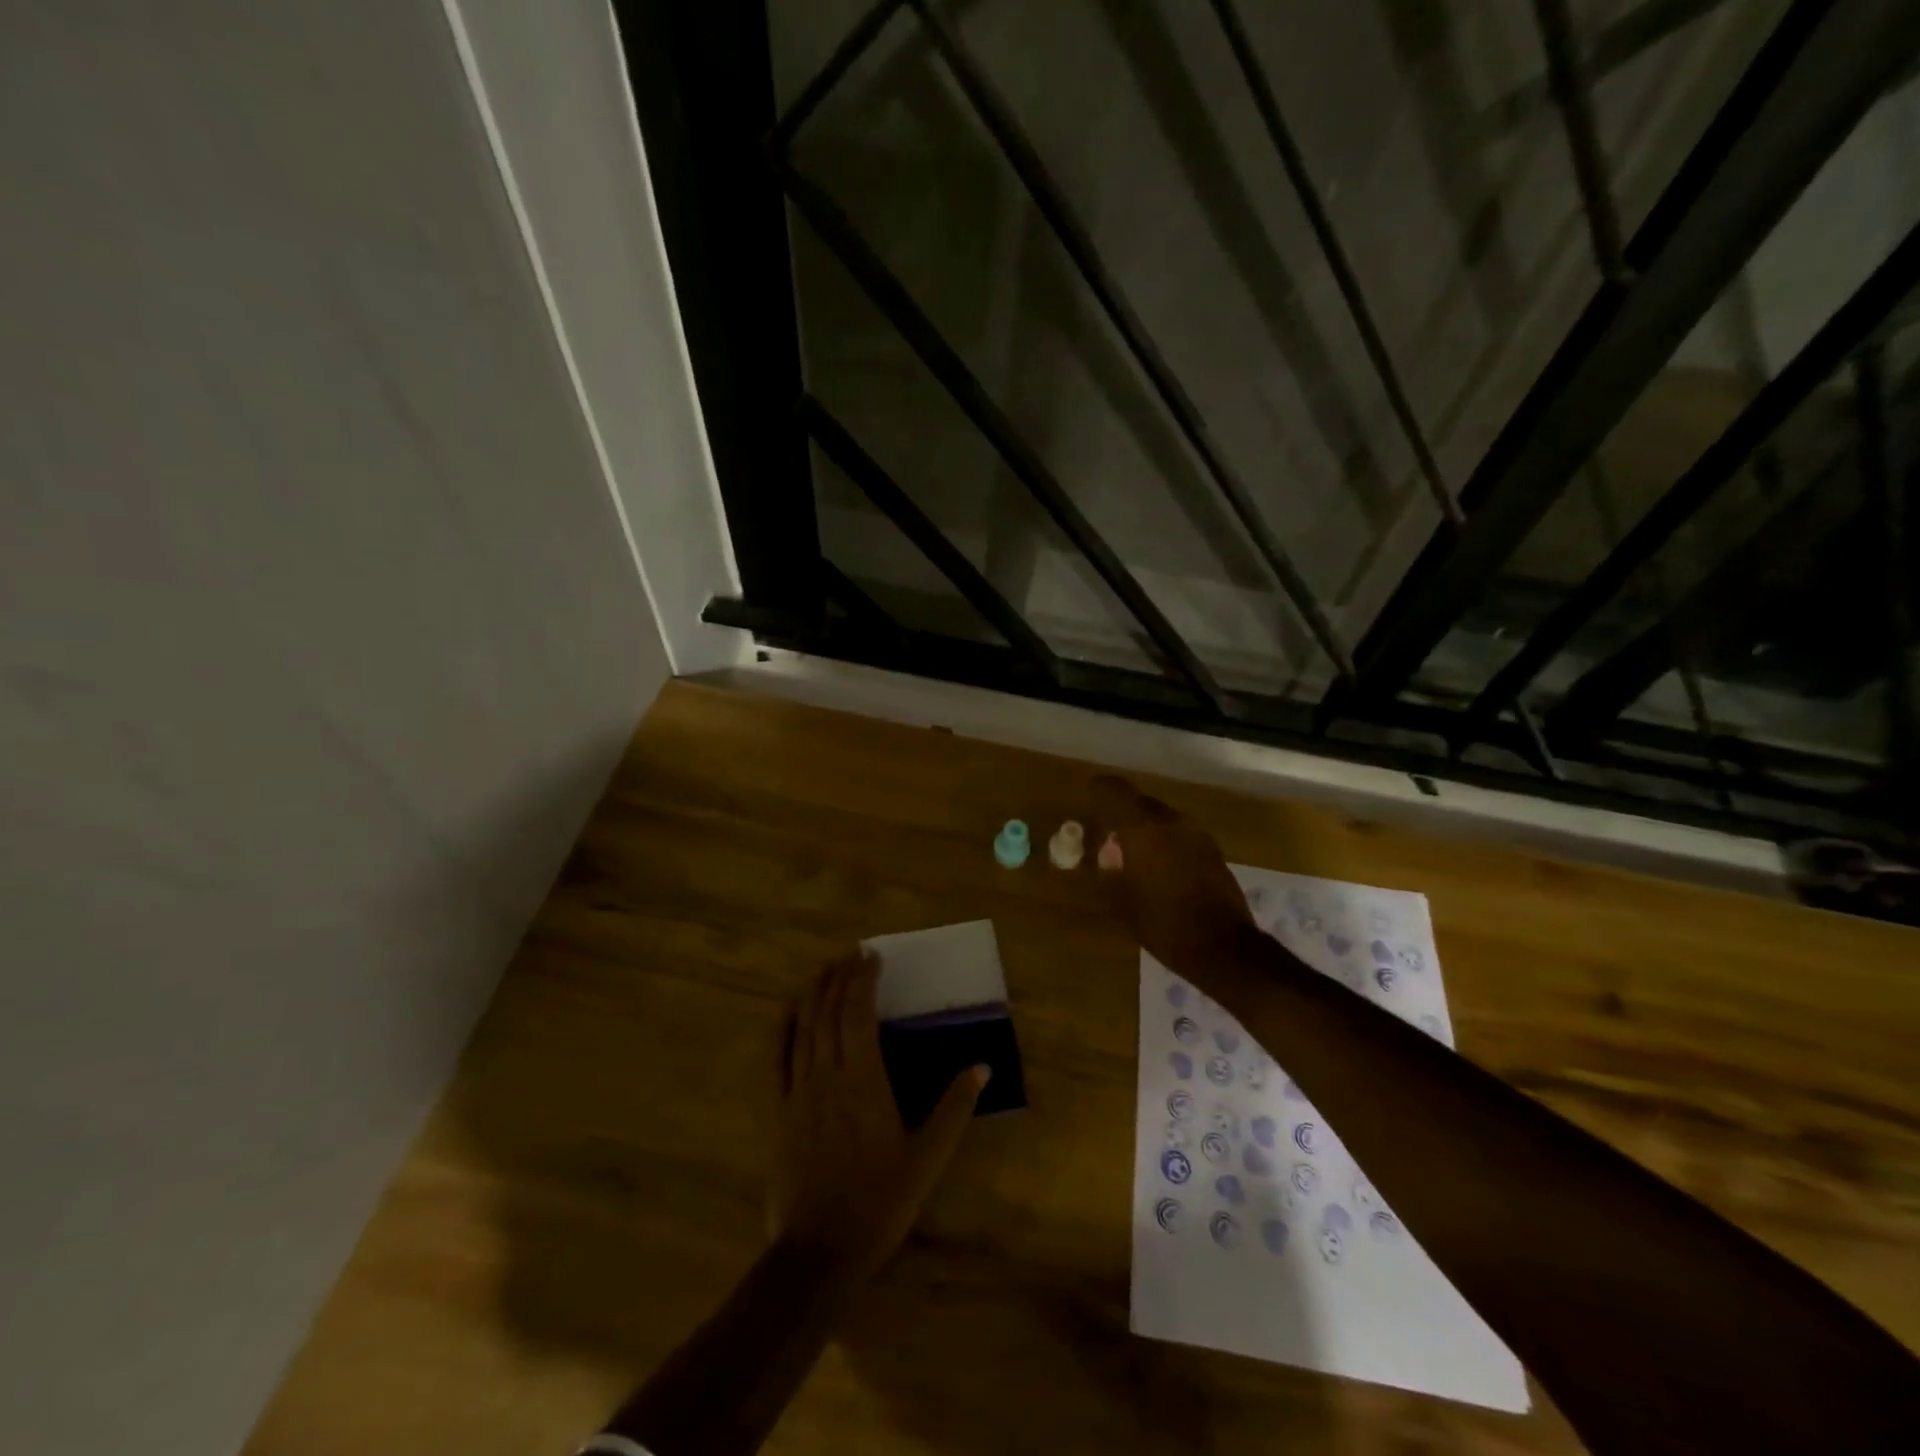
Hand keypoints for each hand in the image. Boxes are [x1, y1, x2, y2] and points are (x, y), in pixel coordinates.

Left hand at [770, 951, 987, 1278]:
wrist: (820, 1252)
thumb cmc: (879, 1202)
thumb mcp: (928, 1158)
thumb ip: (954, 1108)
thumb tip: (981, 1066)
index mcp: (864, 1081)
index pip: (859, 1014)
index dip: (863, 980)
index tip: (870, 955)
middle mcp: (828, 1076)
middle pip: (830, 1013)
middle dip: (840, 977)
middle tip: (850, 954)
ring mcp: (799, 1092)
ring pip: (803, 1028)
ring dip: (814, 993)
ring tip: (824, 969)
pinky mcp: (780, 1111)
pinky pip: (778, 1058)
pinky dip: (783, 1027)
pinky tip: (789, 1011)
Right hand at [1091, 775, 1253, 977]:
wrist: (1223, 948)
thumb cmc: (1163, 924)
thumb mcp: (1123, 900)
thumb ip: (1112, 870)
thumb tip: (1107, 856)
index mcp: (1145, 829)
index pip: (1117, 790)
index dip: (1101, 789)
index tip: (1089, 795)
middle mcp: (1173, 822)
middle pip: (1142, 804)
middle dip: (1124, 816)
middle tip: (1109, 838)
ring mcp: (1198, 836)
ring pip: (1164, 820)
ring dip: (1147, 831)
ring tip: (1134, 857)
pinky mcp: (1214, 852)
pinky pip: (1181, 837)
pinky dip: (1166, 844)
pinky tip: (1159, 870)